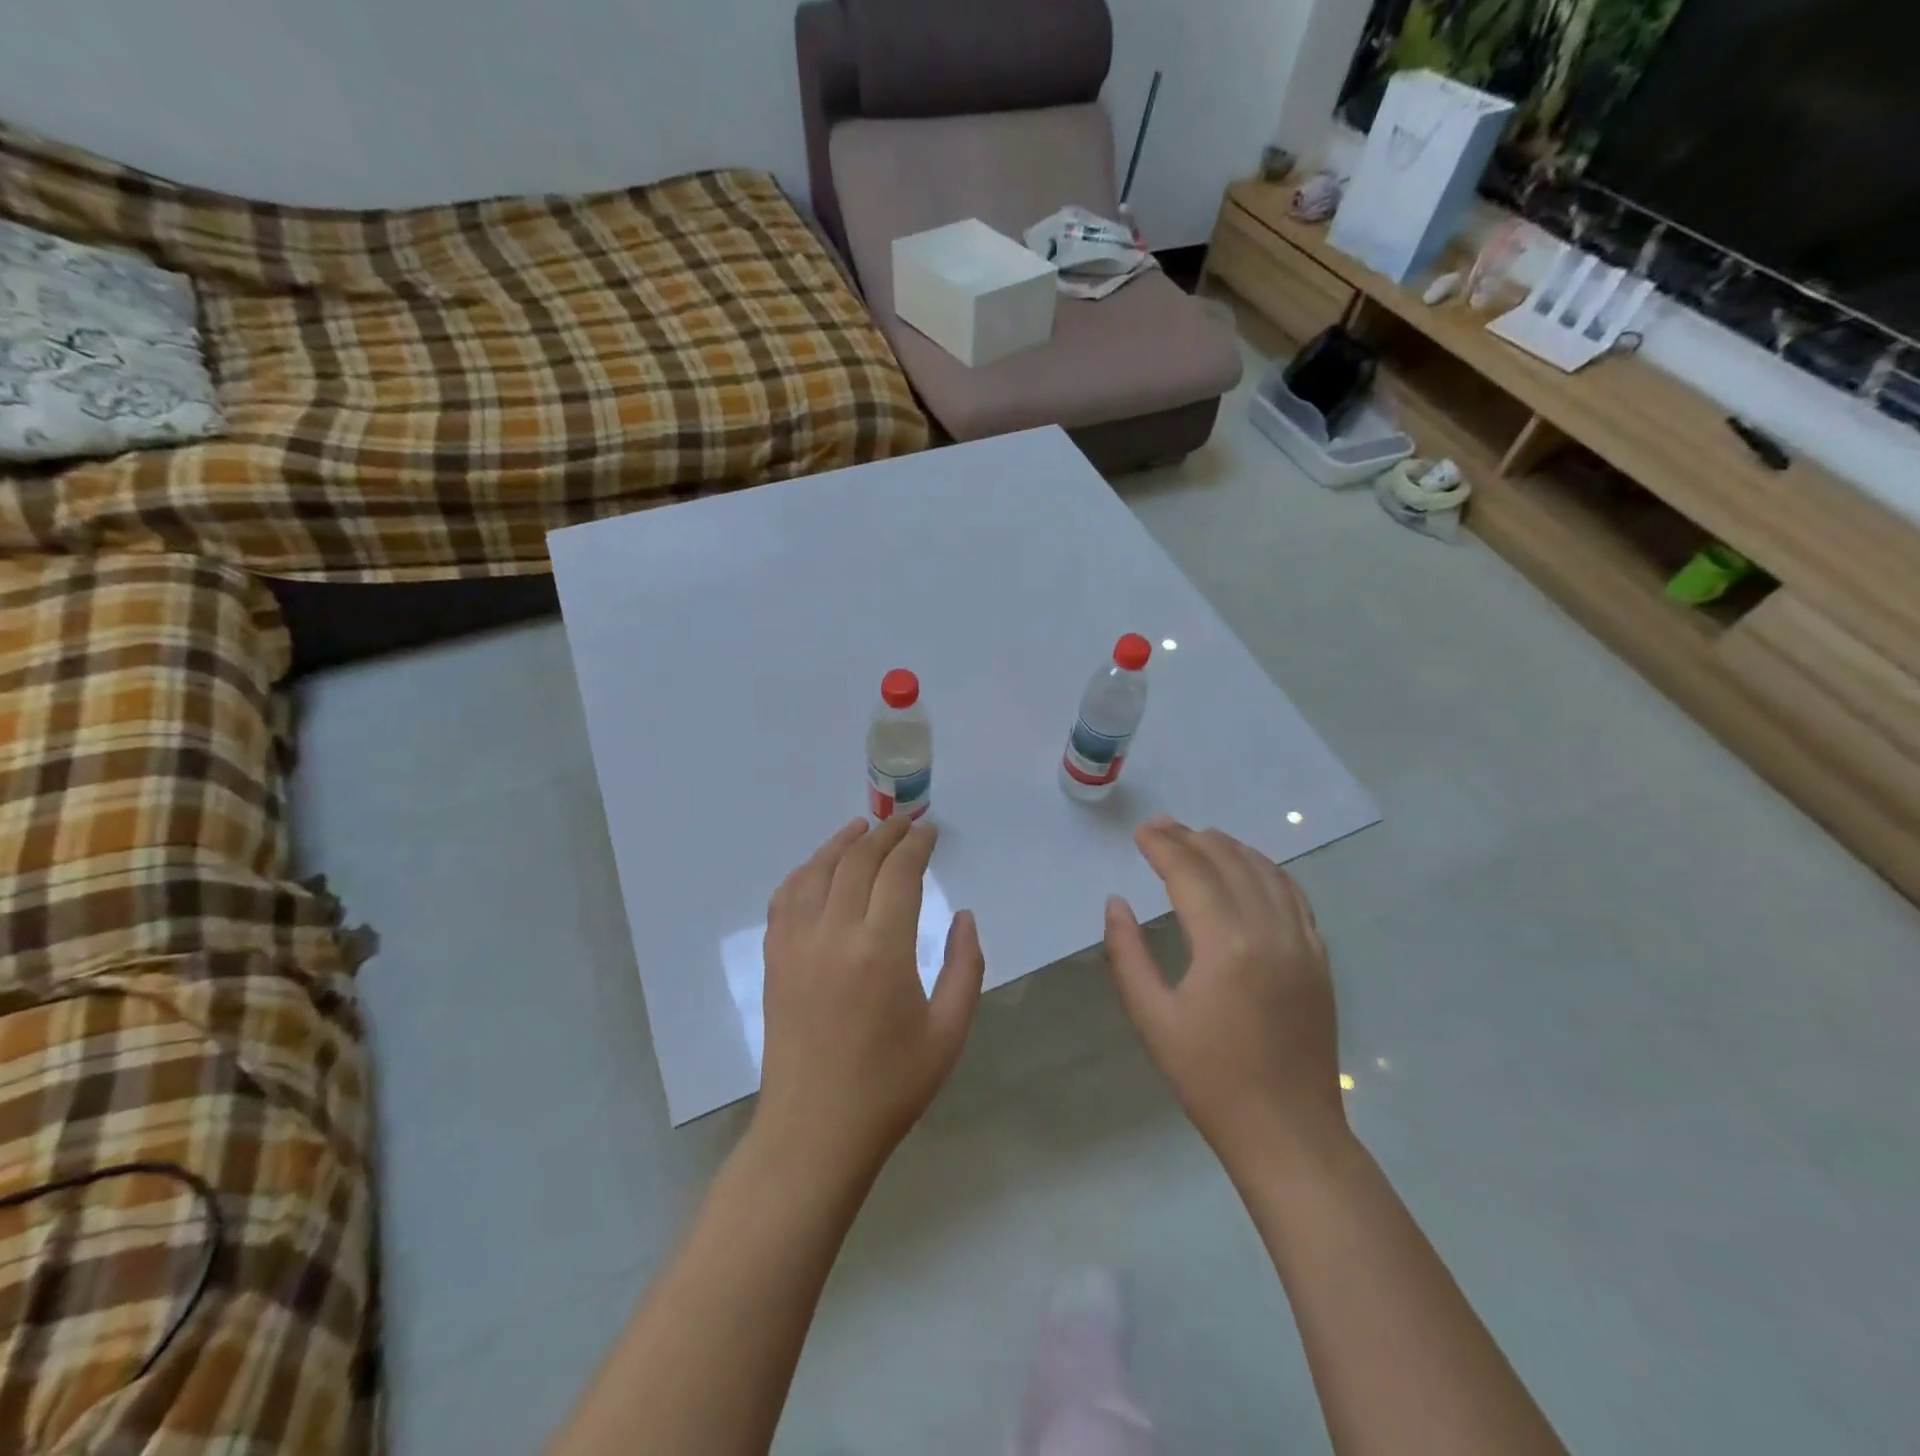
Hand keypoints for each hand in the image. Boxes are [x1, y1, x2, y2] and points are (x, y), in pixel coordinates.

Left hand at [757, 816, 985, 1178]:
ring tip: (862, 827)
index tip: (931, 831)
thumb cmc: (891, 1086)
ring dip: (842, 842)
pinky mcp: (775, 960)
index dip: (917, 844)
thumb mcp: (949, 1032)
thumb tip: (963, 916)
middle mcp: (835, 934)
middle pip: (858, 861)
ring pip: (817, 871)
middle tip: (906, 823)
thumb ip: (964, 966)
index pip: (899, 872)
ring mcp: (797, 944)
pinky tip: (818, 867)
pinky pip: (785, 898)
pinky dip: (804, 872)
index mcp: (882, 950)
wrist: (815, 1131)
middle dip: (885, 834)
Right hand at [1103, 817, 1345, 1166]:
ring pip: (1267, 872)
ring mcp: (1303, 943)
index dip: (1163, 847)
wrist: (1288, 1133)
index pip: (1191, 874)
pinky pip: (1295, 896)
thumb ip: (1127, 954)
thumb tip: (1116, 903)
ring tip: (1200, 836)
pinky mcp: (1319, 959)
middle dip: (1191, 838)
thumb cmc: (1210, 1079)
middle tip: (1161, 826)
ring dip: (1231, 847)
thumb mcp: (1152, 1019)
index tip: (1140, 832)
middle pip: (1229, 863)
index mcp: (1226, 946)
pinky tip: (1251, 867)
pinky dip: (1268, 870)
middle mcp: (1270, 931)